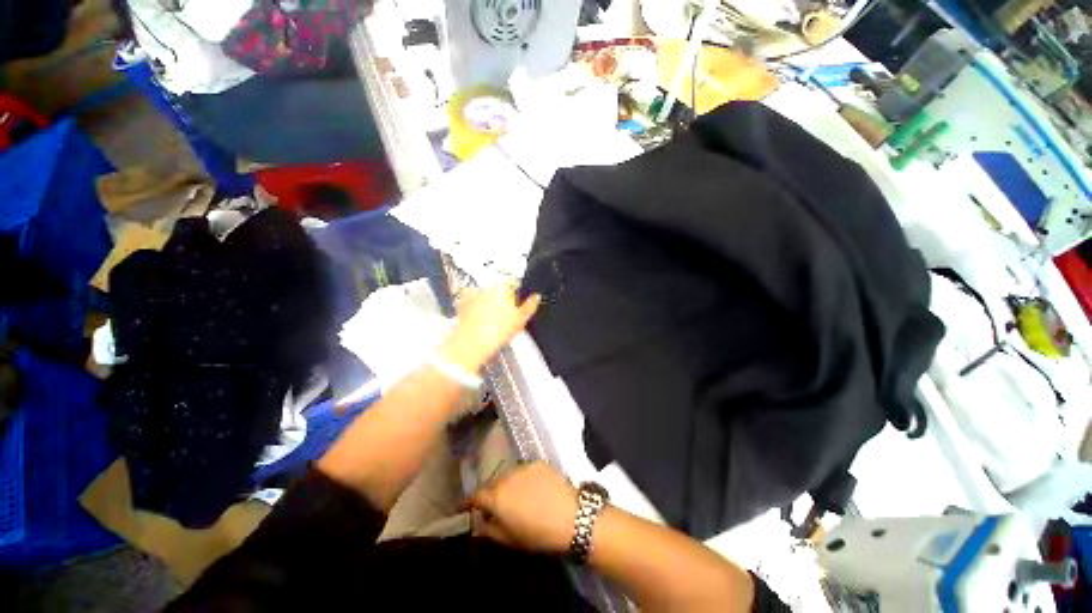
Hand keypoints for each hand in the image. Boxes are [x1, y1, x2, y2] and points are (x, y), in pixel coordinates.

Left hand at [438, 282, 540, 372]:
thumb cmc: (497, 331)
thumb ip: (530, 306)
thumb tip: (536, 297)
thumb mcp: (521, 320)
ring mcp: (474, 294)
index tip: (517, 305)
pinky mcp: (463, 302)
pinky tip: (478, 315)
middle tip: (506, 315)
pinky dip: (474, 304)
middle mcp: (488, 287)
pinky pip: (470, 299)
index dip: (517, 294)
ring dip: (489, 301)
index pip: (513, 284)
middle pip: (499, 289)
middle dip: (502, 298)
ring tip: (492, 319)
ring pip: (485, 294)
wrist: (473, 343)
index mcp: (504, 287)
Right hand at [468, 462, 578, 554]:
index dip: (469, 503)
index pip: (476, 496)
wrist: (571, 516)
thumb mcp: (510, 539)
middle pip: (494, 485)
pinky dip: (526, 479)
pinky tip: (535, 489)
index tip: (466, 508)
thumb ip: (489, 530)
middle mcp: (507, 477)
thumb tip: (478, 523)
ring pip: (510, 476)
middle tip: (499, 507)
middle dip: (493, 495)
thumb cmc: (538, 534)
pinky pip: (526, 471)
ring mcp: (523, 467)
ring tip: (520, 497)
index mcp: (496, 497)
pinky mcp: (538, 463)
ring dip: (510, 485)